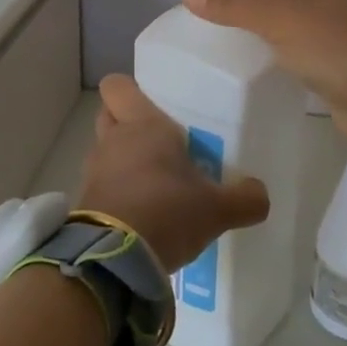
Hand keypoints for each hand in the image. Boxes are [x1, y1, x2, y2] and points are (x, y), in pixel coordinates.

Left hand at [79, 75, 268, 273]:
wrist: (114, 260)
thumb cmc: (167, 212)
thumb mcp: (217, 209)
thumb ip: (245, 198)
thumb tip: (260, 194)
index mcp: (142, 124)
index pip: (117, 85)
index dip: (131, 91)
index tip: (154, 104)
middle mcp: (113, 140)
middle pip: (109, 115)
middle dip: (128, 124)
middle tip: (161, 142)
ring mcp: (95, 171)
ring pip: (106, 152)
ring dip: (124, 161)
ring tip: (157, 183)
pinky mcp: (86, 202)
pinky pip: (104, 185)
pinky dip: (119, 193)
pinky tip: (144, 212)